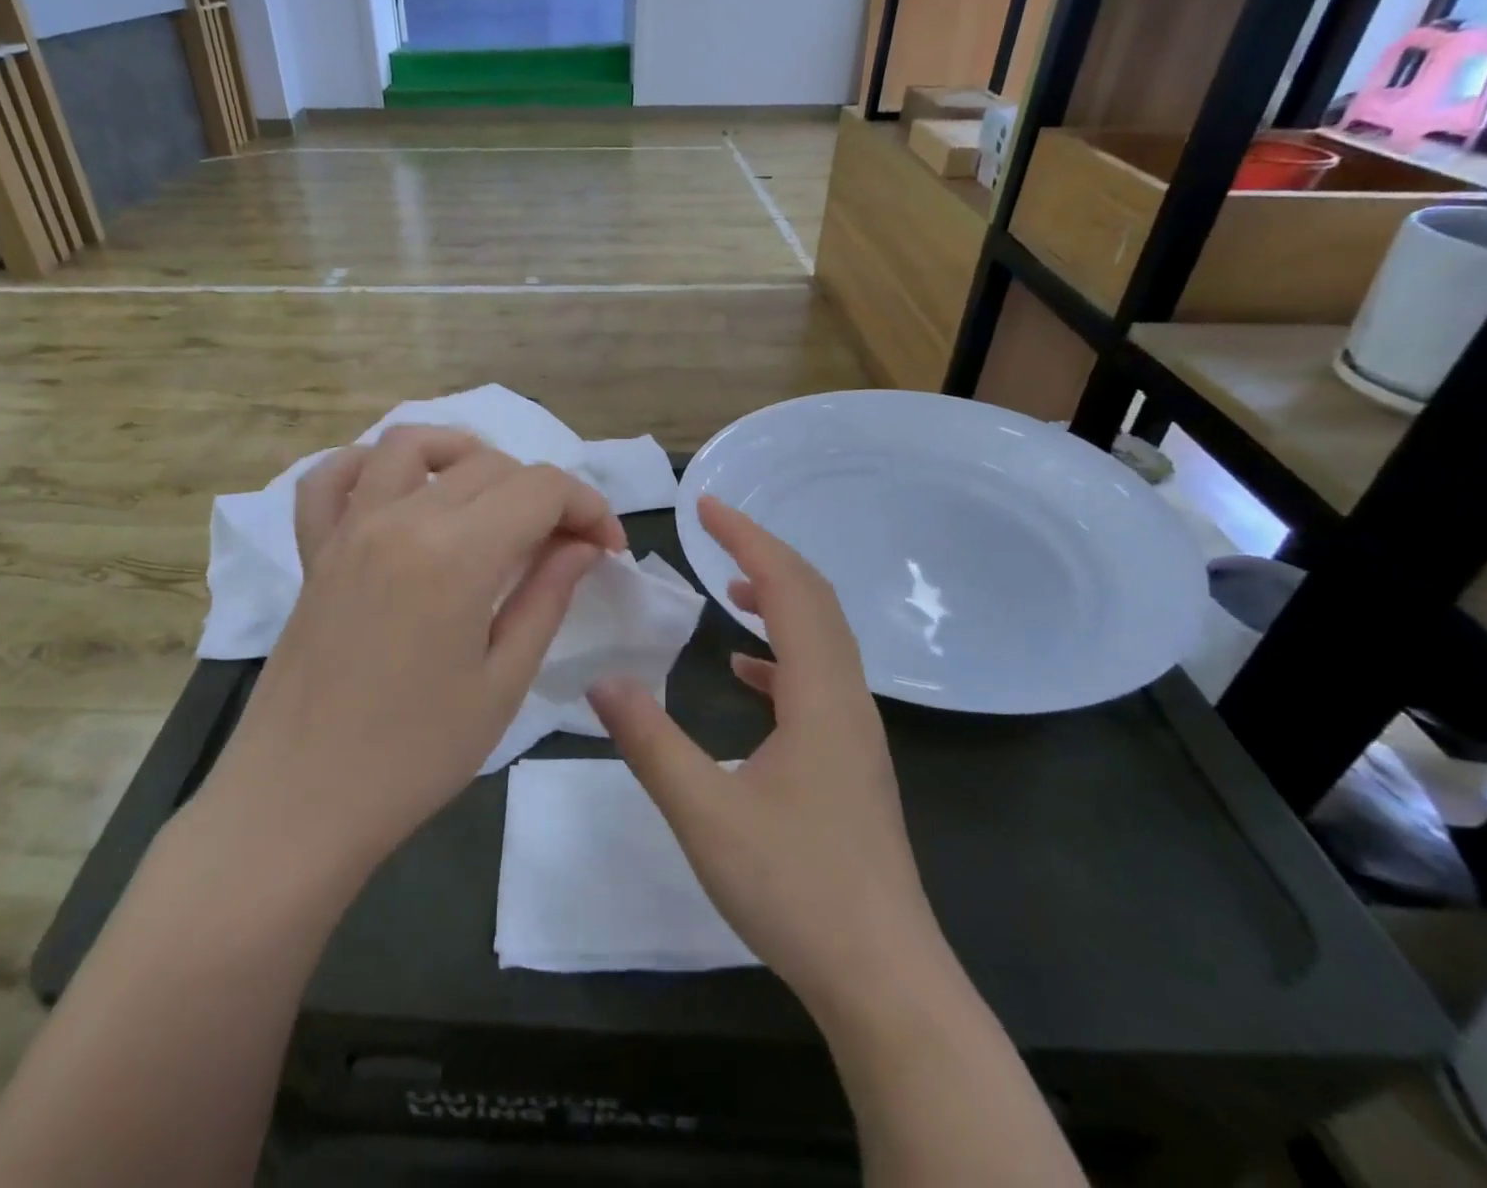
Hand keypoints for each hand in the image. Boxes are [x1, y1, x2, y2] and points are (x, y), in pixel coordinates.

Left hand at [202, 426, 627, 886]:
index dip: (589, 507)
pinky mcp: (314, 550)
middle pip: (490, 465)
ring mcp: (348, 528)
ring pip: (411, 444)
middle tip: (564, 546)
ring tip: (493, 498)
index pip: (542, 488)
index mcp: (456, 553)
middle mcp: (400, 519)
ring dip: (465, 455)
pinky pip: (331, 478)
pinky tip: (400, 493)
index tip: (608, 549)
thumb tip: (582, 545)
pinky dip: (368, 466)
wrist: (300, 803)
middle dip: (544, 493)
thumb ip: (547, 597)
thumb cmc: (415, 756)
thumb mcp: (503, 682)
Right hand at [588, 495, 952, 1028]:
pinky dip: (782, 653)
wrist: (884, 979)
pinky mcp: (851, 760)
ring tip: (729, 585)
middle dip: (764, 554)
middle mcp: (847, 700)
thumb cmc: (796, 891)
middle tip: (713, 529)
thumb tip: (602, 680)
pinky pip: (819, 679)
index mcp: (819, 696)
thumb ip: (650, 742)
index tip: (706, 506)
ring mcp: (855, 731)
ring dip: (778, 598)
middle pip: (815, 600)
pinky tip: (746, 672)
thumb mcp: (705, 813)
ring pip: (822, 638)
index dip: (747, 539)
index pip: (789, 588)